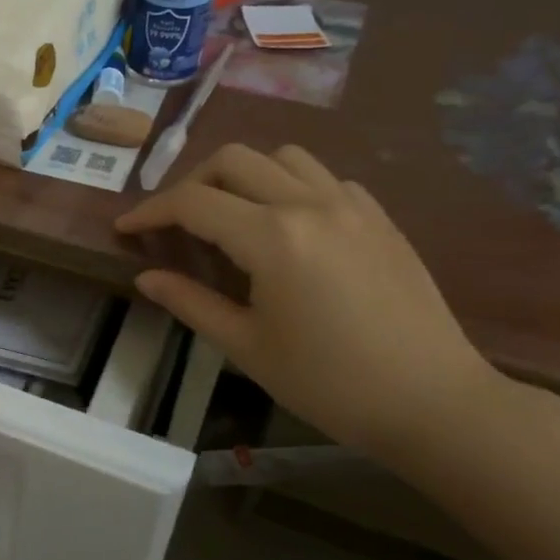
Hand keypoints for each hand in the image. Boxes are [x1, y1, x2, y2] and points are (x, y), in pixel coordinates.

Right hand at [117, 144, 502, 463]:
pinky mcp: (379, 217)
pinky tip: (285, 226)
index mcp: (273, 238)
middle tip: (173, 221)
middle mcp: (310, 204)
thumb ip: (190, 302)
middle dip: (191, 183)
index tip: (125, 227)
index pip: (193, 203)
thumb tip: (145, 277)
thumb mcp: (247, 346)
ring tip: (227, 215)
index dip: (150, 211)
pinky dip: (289, 187)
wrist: (433, 402)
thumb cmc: (328, 383)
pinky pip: (323, 178)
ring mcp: (352, 205)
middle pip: (233, 160)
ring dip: (242, 175)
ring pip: (282, 158)